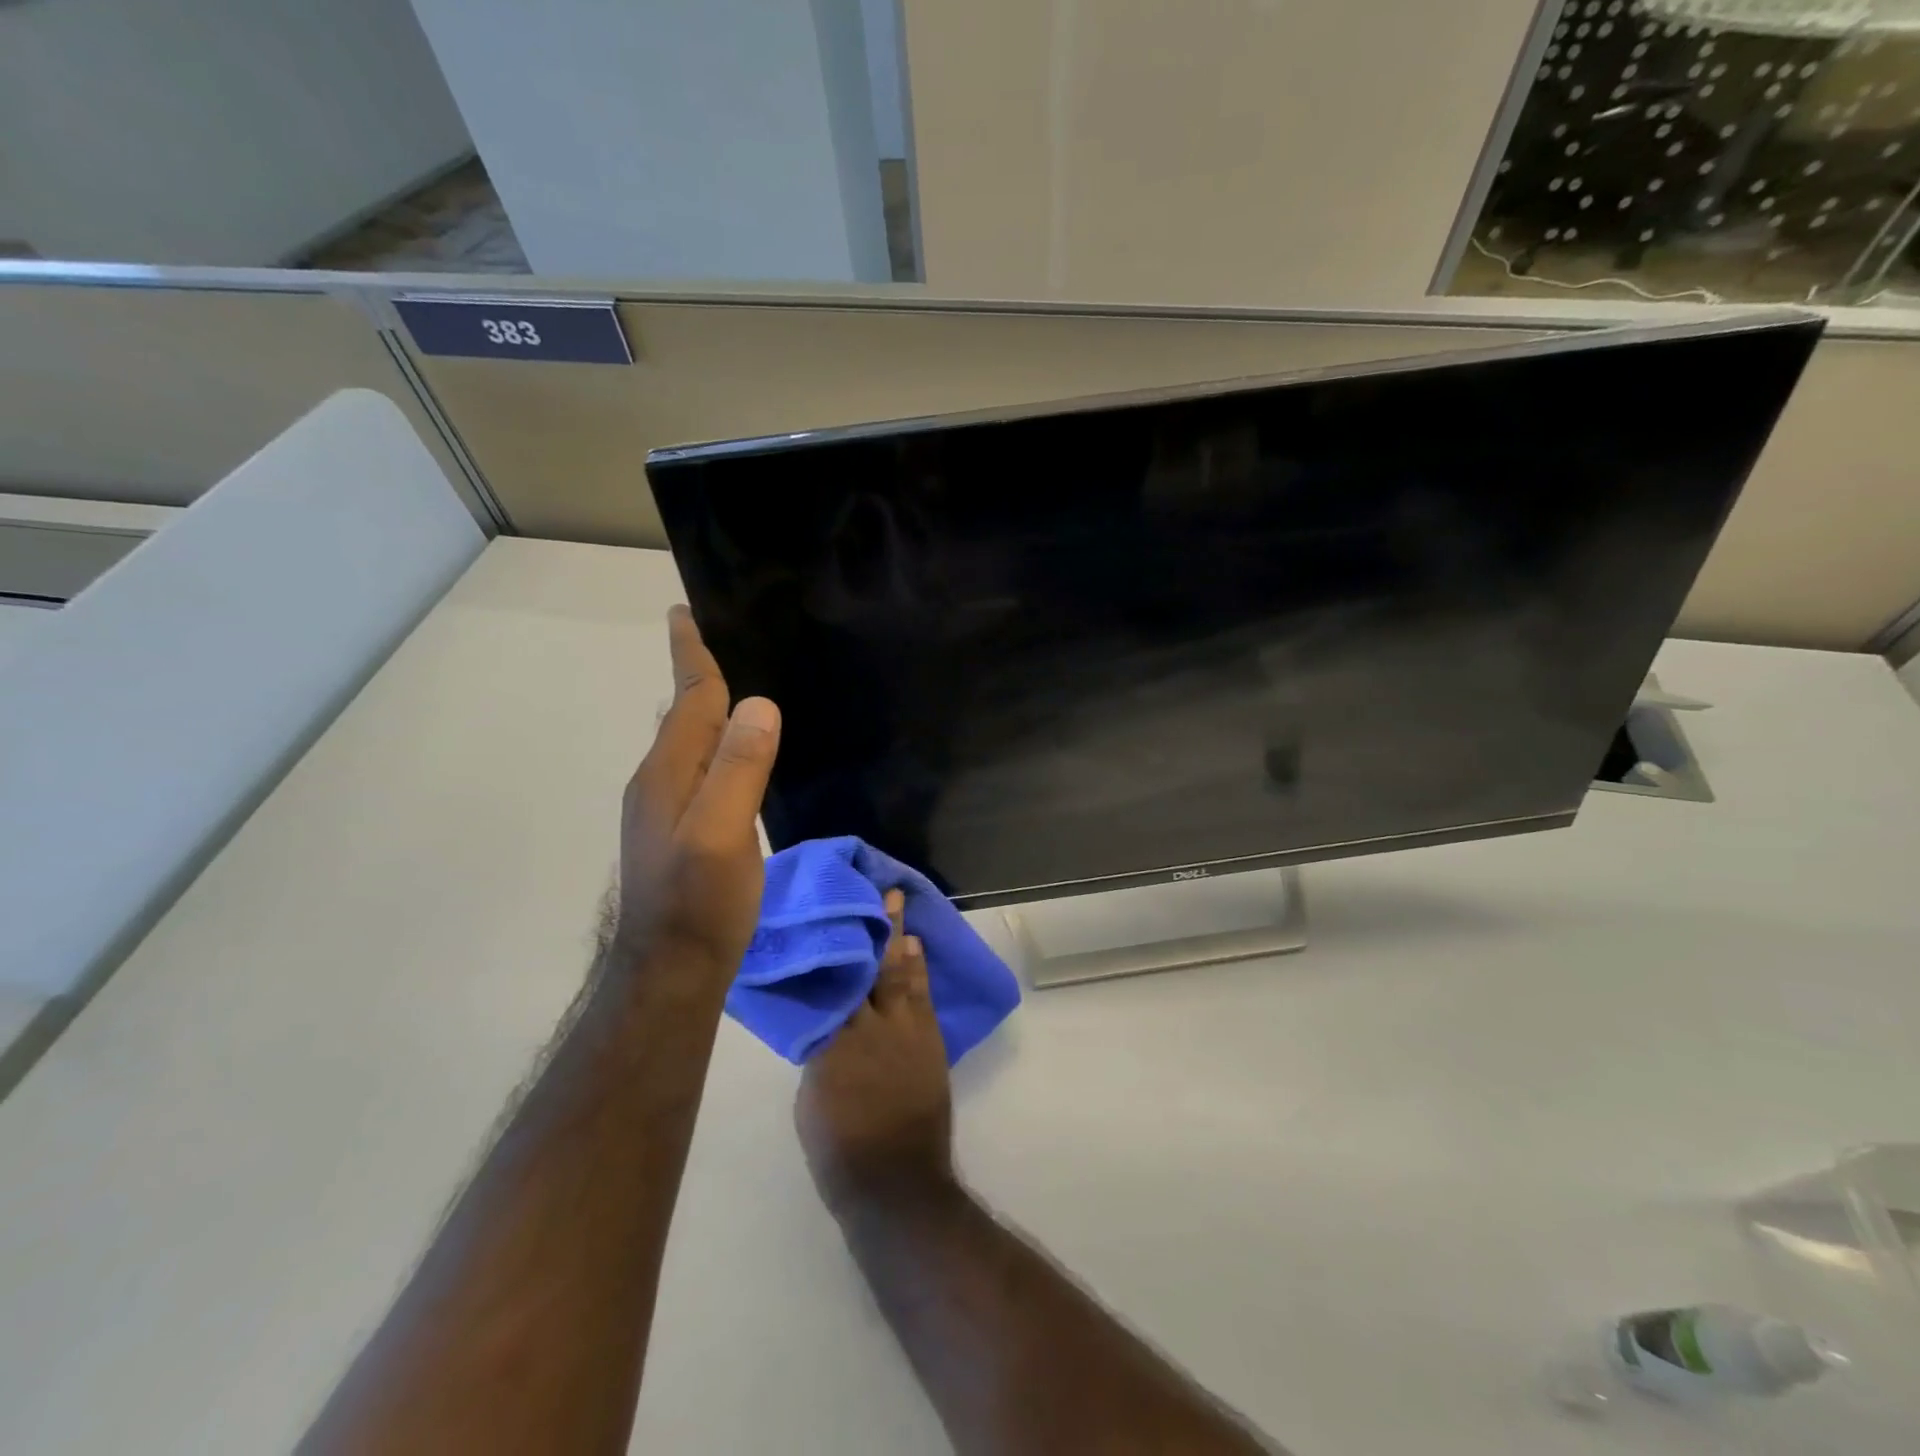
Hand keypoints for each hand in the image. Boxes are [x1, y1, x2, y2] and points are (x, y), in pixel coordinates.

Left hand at [612, 606, 779, 988]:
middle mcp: (658, 781)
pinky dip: (715, 744)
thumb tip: (758, 704)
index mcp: (668, 772)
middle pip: (682, 714)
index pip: (687, 699)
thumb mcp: (722, 833)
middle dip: (697, 674)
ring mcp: (664, 808)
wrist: (670, 970)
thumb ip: (737, 768)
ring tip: (734, 687)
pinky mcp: (678, 830)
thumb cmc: (700, 902)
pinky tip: (735, 753)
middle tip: (721, 638)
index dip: (691, 655)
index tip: (685, 612)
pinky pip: (697, 768)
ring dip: (706, 709)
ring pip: (689, 742)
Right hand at [795, 890, 954, 1214]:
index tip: (831, 913)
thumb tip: (825, 1018)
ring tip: (898, 906)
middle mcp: (871, 1026)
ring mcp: (907, 1032)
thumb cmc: (839, 1148)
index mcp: (834, 1040)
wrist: (896, 1184)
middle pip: (871, 967)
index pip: (833, 981)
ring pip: (901, 974)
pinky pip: (923, 996)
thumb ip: (818, 1049)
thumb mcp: (811, 1096)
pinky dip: (919, 970)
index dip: (834, 946)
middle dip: (874, 927)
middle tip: (876, 891)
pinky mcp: (930, 1042)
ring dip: (900, 939)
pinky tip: (915, 949)